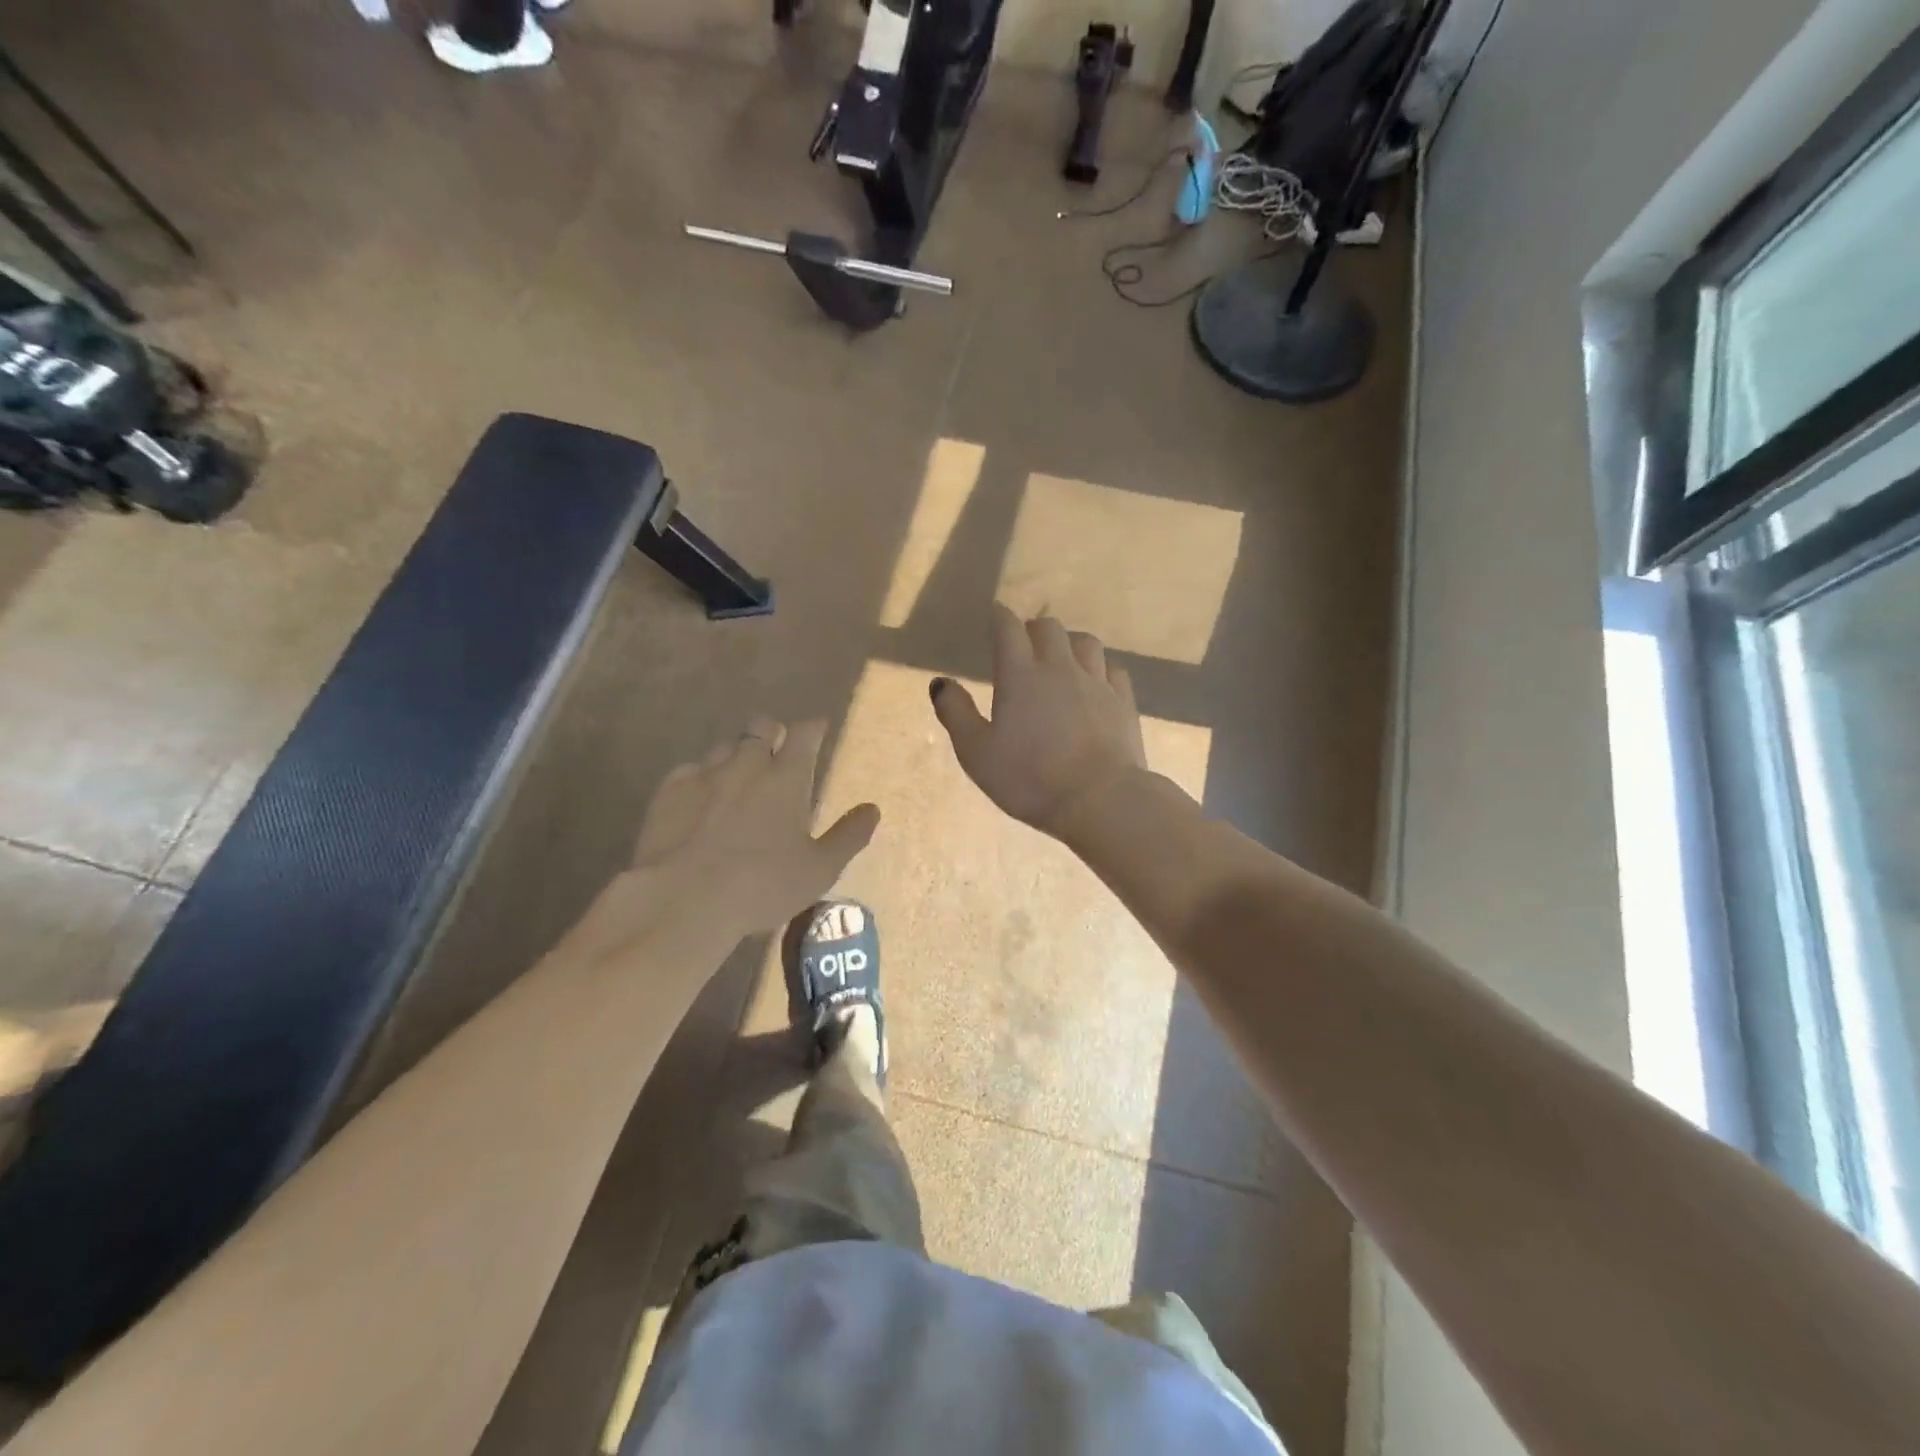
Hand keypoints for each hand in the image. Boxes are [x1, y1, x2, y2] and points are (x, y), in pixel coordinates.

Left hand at [578, 719, 879, 959]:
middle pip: (761, 727)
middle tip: (776, 749)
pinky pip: (690, 769)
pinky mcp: (669, 791)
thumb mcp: (819, 869)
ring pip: (725, 745)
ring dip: (737, 753)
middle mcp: (747, 764)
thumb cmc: (762, 885)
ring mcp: (704, 774)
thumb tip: (872, 809)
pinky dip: (702, 776)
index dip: (813, 728)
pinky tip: (701, 795)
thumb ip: (848, 836)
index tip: (818, 729)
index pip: (805, 734)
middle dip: (771, 731)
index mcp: (787, 777)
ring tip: (739, 774)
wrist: (683, 899)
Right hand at [931, 604, 1147, 838]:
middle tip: (1024, 643)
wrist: (1100, 800)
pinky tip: (1096, 681)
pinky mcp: (1123, 702)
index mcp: (1020, 675)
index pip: (1008, 628)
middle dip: (1033, 628)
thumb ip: (956, 713)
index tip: (995, 615)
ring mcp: (1097, 683)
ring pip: (1086, 642)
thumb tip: (940, 682)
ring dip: (1069, 643)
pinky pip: (1112, 669)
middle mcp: (1060, 668)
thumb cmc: (1029, 779)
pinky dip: (1100, 668)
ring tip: (1062, 658)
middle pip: (1049, 628)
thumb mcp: (976, 753)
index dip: (999, 617)